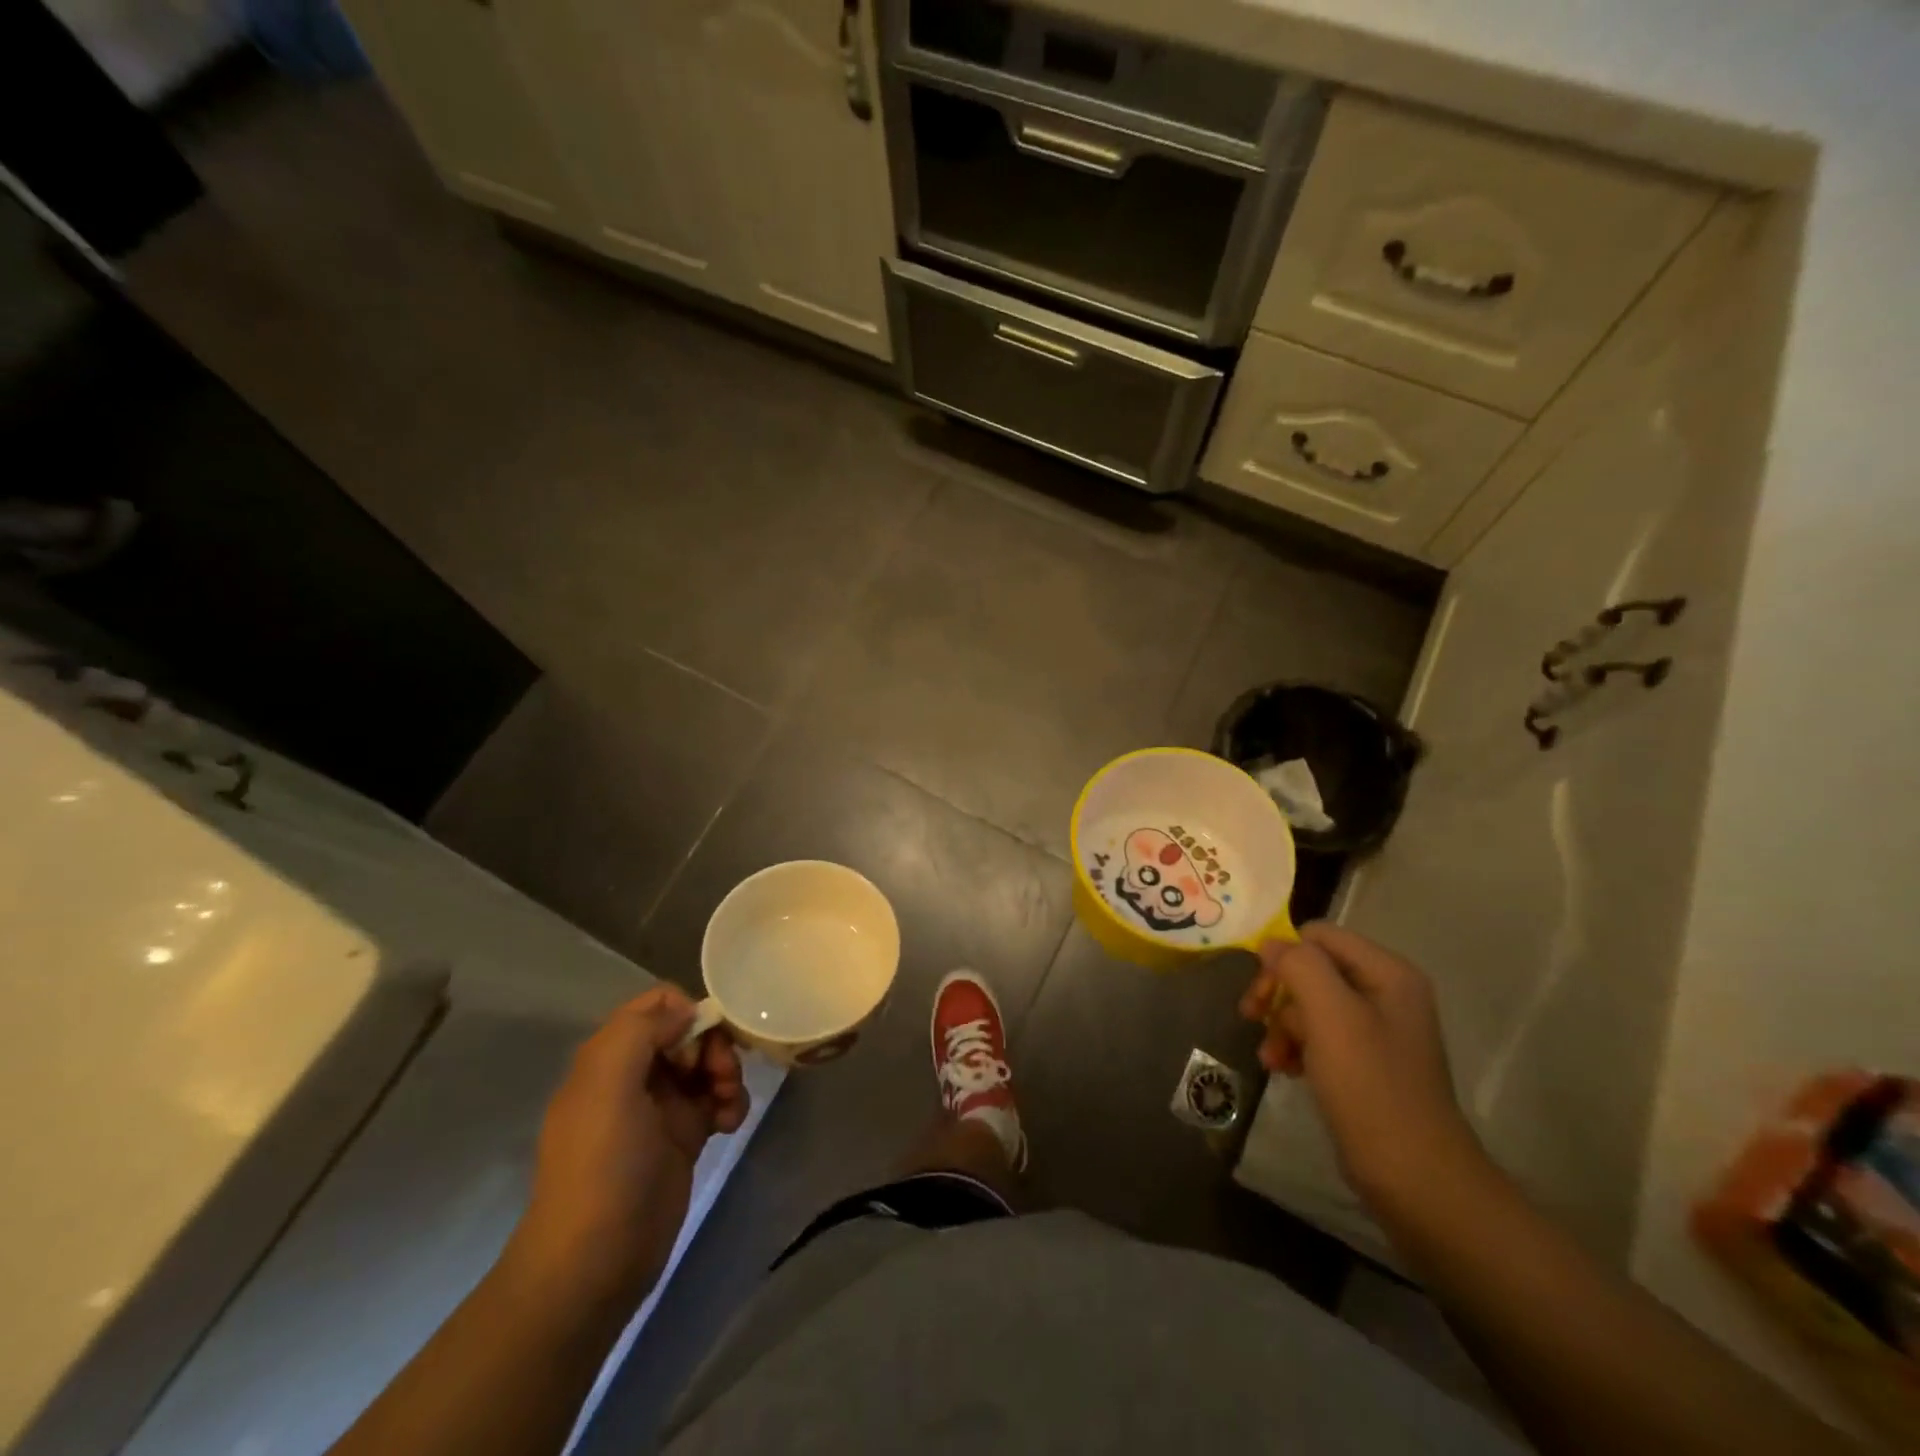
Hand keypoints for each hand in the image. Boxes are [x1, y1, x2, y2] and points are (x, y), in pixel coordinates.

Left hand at [506, 987, 749, 1307]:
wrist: (595, 1263)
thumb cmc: (601, 1166)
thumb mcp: (607, 1085)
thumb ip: (640, 1030)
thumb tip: (686, 1012)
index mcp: (610, 1056)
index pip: (657, 1004)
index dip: (687, 1012)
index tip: (701, 1042)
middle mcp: (635, 1074)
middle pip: (689, 1032)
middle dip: (714, 1046)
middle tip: (722, 1076)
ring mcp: (660, 1108)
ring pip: (706, 1065)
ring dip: (728, 1074)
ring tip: (730, 1105)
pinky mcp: (683, 1139)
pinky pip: (716, 1101)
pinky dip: (730, 1104)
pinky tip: (731, 1125)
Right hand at [1239, 923, 1485, 1213]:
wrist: (1414, 1178)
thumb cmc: (1371, 1087)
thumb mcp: (1331, 1015)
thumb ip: (1300, 966)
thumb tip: (1271, 944)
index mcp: (1387, 973)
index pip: (1319, 935)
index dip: (1284, 956)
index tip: (1261, 992)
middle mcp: (1385, 993)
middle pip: (1311, 969)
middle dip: (1278, 993)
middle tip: (1250, 1017)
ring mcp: (1376, 1030)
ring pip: (1309, 1004)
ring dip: (1282, 1025)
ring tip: (1269, 1058)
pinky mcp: (1366, 1063)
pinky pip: (1319, 1036)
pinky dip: (1296, 1047)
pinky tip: (1284, 1069)